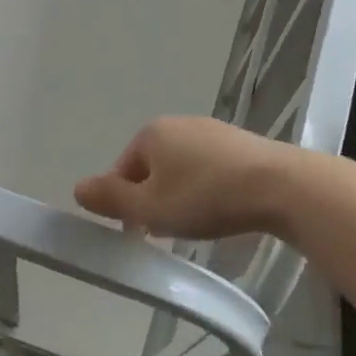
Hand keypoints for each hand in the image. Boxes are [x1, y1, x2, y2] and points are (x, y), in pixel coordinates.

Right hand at [74, 116, 306, 239]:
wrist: (279, 185)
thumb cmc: (205, 197)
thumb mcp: (150, 207)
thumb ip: (111, 199)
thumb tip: (77, 187)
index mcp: (152, 133)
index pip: (122, 170)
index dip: (125, 204)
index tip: (141, 233)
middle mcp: (180, 123)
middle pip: (152, 167)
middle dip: (154, 198)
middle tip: (168, 230)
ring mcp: (213, 130)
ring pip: (182, 168)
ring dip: (181, 194)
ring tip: (197, 222)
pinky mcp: (241, 143)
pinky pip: (210, 168)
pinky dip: (208, 188)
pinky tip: (222, 208)